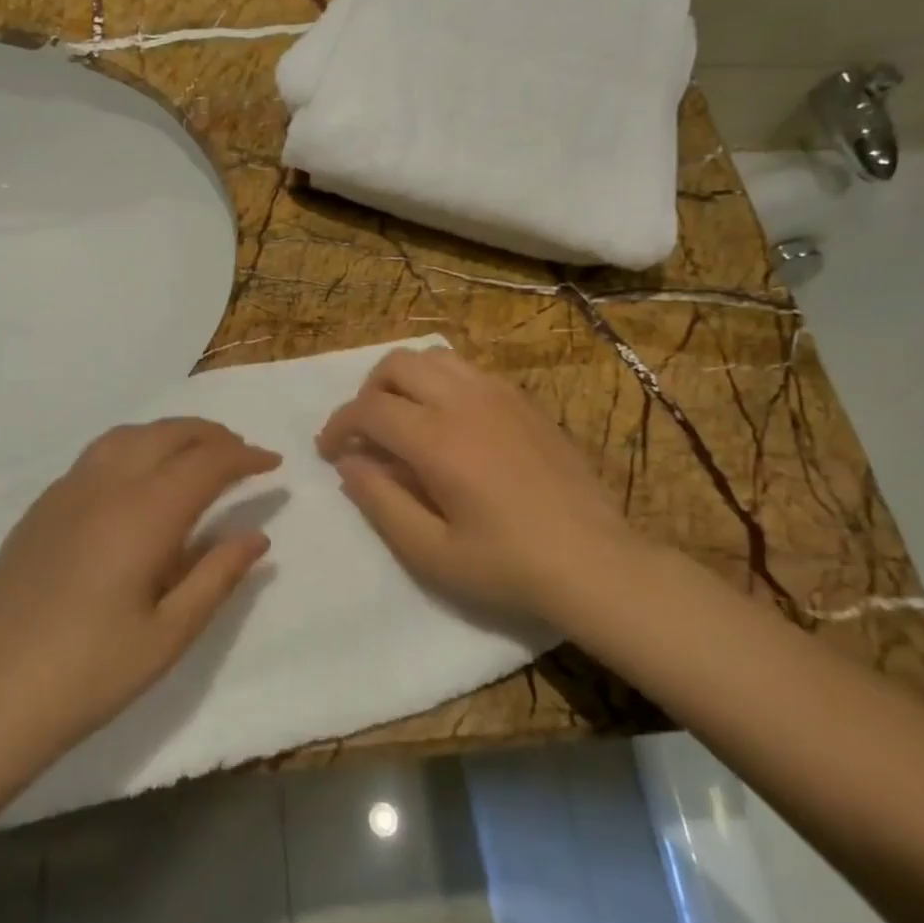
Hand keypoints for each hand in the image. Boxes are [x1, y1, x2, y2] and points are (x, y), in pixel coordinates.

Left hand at [0, 418, 280, 759]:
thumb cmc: (92, 673)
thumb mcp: (171, 634)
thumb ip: (218, 576)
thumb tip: (257, 536)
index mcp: (143, 515)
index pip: (206, 463)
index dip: (244, 457)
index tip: (272, 464)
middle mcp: (105, 486)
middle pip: (168, 434)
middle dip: (212, 435)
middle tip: (241, 454)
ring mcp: (66, 492)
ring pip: (128, 435)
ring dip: (170, 434)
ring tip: (195, 454)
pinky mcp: (41, 507)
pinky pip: (97, 455)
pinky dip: (134, 448)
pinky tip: (139, 480)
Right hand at [316, 347, 656, 628]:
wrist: (594, 561)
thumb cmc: (507, 565)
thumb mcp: (430, 551)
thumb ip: (380, 501)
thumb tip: (350, 463)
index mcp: (438, 440)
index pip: (369, 409)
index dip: (338, 425)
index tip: (329, 452)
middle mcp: (465, 402)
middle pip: (397, 365)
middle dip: (367, 393)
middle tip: (366, 434)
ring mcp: (499, 395)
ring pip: (434, 357)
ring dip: (404, 381)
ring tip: (403, 420)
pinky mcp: (524, 401)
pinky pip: (469, 369)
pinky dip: (441, 382)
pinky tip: (449, 422)